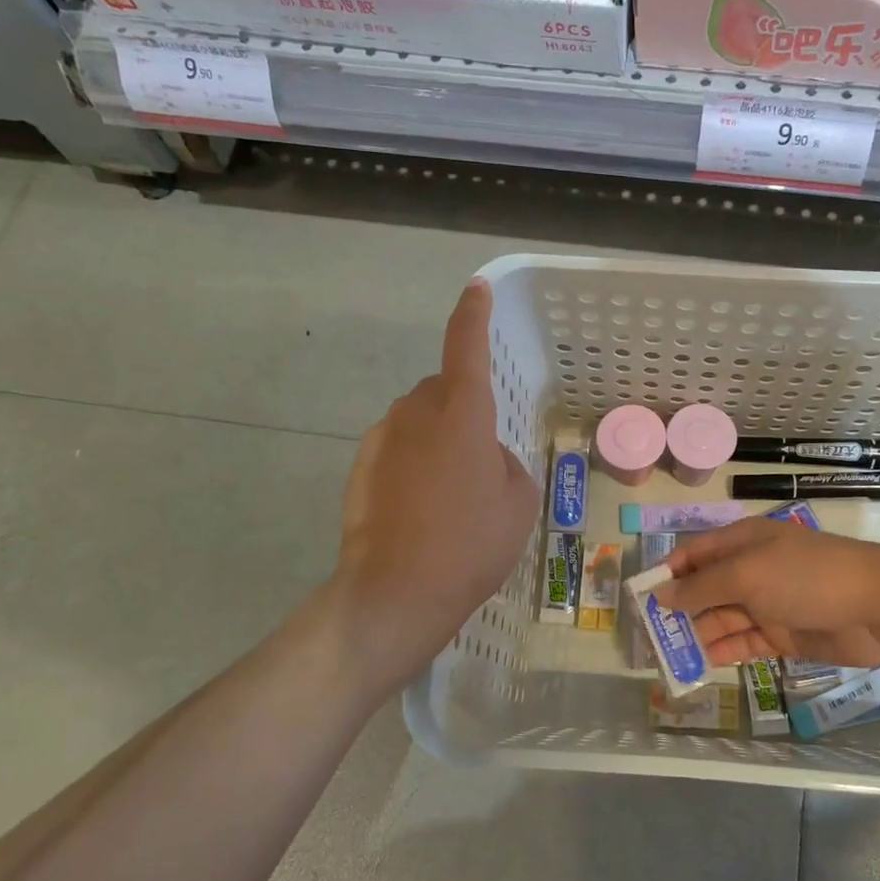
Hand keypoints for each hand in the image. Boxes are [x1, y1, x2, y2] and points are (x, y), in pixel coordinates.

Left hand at [333, 279, 538, 683]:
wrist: (397, 591)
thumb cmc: (472, 544)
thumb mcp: (518, 502)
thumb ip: (505, 462)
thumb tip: (483, 456)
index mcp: (461, 413)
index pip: (466, 346)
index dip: (473, 314)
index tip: (476, 289)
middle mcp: (416, 413)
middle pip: (441, 389)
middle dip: (461, 409)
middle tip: (480, 460)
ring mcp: (382, 439)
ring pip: (418, 421)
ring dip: (437, 440)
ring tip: (451, 495)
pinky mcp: (361, 467)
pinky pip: (397, 449)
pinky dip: (413, 465)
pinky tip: (421, 510)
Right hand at [656, 519, 879, 668]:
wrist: (877, 607)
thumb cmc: (805, 577)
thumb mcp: (746, 574)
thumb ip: (702, 587)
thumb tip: (661, 595)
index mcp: (741, 543)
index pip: (694, 554)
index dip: (668, 573)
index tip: (640, 598)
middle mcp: (751, 570)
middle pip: (705, 589)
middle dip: (678, 610)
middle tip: (649, 637)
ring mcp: (768, 604)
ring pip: (722, 619)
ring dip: (697, 635)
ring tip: (668, 657)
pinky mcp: (783, 635)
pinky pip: (745, 643)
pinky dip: (724, 652)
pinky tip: (701, 665)